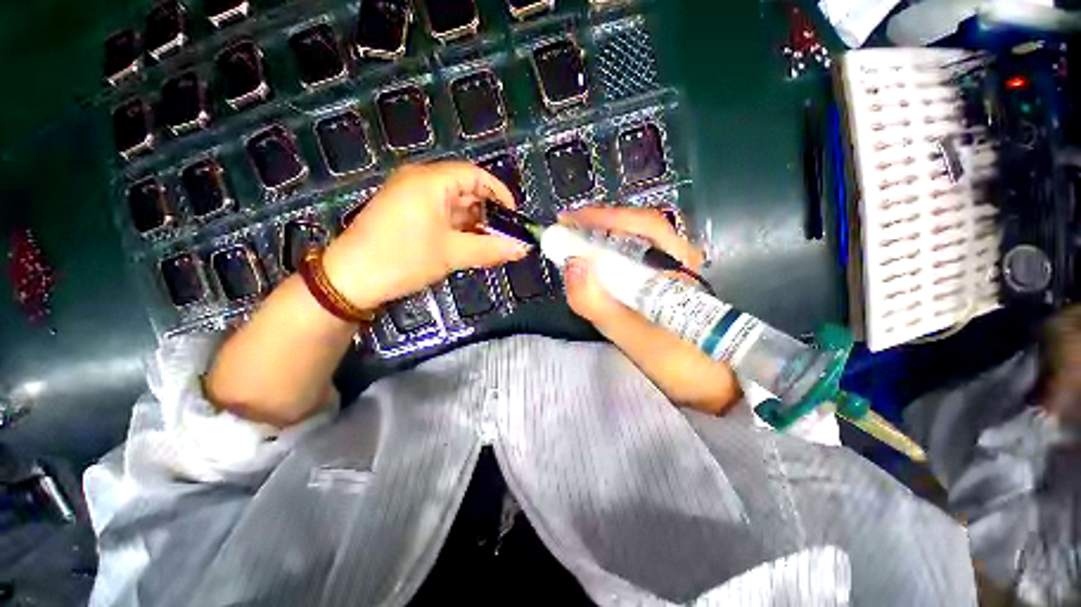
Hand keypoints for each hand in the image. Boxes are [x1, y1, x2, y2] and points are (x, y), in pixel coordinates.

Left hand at [323, 161, 529, 308]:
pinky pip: (441, 215)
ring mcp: (411, 197)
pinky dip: (458, 229)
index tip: (514, 217)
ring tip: (491, 246)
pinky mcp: (406, 213)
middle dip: (488, 214)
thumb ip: (491, 249)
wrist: (350, 279)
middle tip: (505, 237)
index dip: (499, 194)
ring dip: (474, 224)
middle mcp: (420, 182)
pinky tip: (469, 246)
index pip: (475, 176)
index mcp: (430, 181)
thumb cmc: (403, 259)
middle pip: (466, 190)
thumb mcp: (452, 254)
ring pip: (454, 205)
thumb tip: (522, 249)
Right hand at [561, 207, 740, 414]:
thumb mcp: (637, 338)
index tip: (568, 221)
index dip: (603, 217)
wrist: (713, 388)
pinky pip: (631, 264)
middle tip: (564, 231)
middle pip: (635, 229)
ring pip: (633, 245)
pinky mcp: (660, 288)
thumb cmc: (681, 364)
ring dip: (601, 241)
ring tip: (571, 245)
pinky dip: (607, 260)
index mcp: (679, 264)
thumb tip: (572, 266)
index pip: (642, 225)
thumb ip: (603, 306)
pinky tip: (591, 267)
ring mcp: (670, 274)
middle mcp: (677, 260)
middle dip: (597, 226)